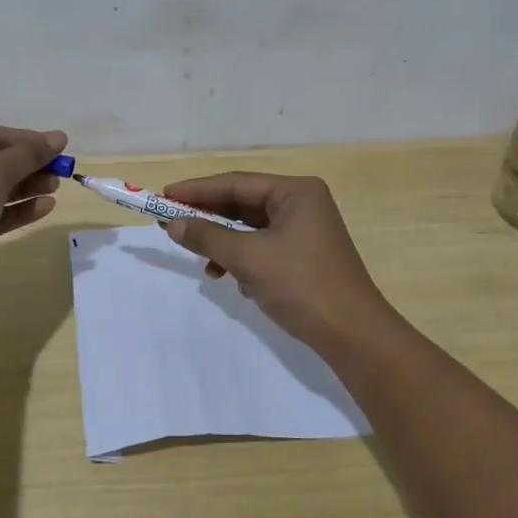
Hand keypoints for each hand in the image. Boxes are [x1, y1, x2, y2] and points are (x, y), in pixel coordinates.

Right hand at [158, 172, 399, 353]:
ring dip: (225, 242)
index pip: (237, 183)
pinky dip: (243, 258)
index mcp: (296, 192)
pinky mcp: (305, 255)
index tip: (164, 196)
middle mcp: (303, 203)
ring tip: (203, 261)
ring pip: (252, 228)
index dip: (198, 190)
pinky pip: (264, 246)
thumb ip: (208, 237)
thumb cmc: (301, 285)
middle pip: (244, 203)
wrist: (353, 335)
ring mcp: (306, 230)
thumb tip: (173, 225)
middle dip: (210, 217)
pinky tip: (231, 278)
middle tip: (172, 224)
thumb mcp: (248, 258)